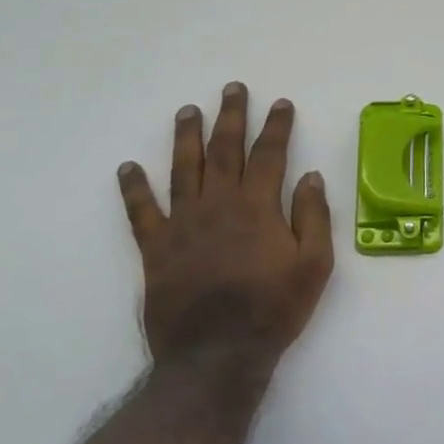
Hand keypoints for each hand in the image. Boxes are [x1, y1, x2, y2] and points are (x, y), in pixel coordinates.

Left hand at [118, 82, 334, 381]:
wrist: (218, 354)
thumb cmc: (274, 308)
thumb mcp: (315, 264)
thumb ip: (313, 216)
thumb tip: (310, 176)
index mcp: (258, 207)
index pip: (269, 154)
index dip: (276, 126)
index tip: (280, 104)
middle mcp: (218, 205)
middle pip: (224, 150)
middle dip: (231, 116)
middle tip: (232, 89)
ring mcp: (183, 224)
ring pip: (183, 169)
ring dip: (186, 137)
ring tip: (187, 111)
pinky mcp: (156, 249)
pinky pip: (141, 212)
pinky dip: (134, 188)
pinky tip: (128, 168)